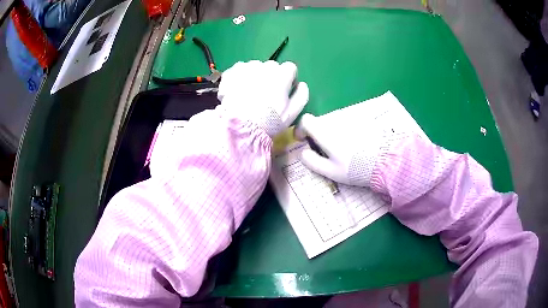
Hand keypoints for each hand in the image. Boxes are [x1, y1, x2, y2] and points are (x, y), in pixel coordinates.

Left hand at [218, 60, 308, 135]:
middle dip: (271, 77)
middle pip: (272, 67)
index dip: (288, 79)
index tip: (283, 90)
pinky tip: (237, 91)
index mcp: (282, 74)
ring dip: (255, 76)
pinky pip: (239, 70)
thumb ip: (302, 95)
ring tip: (249, 94)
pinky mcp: (232, 72)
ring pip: (255, 67)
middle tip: (264, 95)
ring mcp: (246, 67)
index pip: (290, 68)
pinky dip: (240, 78)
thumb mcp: (292, 113)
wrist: (239, 127)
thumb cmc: (268, 121)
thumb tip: (302, 84)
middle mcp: (265, 66)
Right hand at [295, 91, 428, 186]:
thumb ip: (312, 161)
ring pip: (335, 125)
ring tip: (345, 152)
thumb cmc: (355, 168)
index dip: (301, 129)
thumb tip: (303, 153)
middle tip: (327, 152)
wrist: (386, 161)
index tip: (304, 140)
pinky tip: (357, 147)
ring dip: (333, 135)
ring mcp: (351, 121)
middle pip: (321, 123)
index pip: (306, 120)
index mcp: (325, 132)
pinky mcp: (363, 123)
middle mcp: (337, 122)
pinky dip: (347, 134)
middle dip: (318, 135)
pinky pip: (348, 126)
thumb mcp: (331, 171)